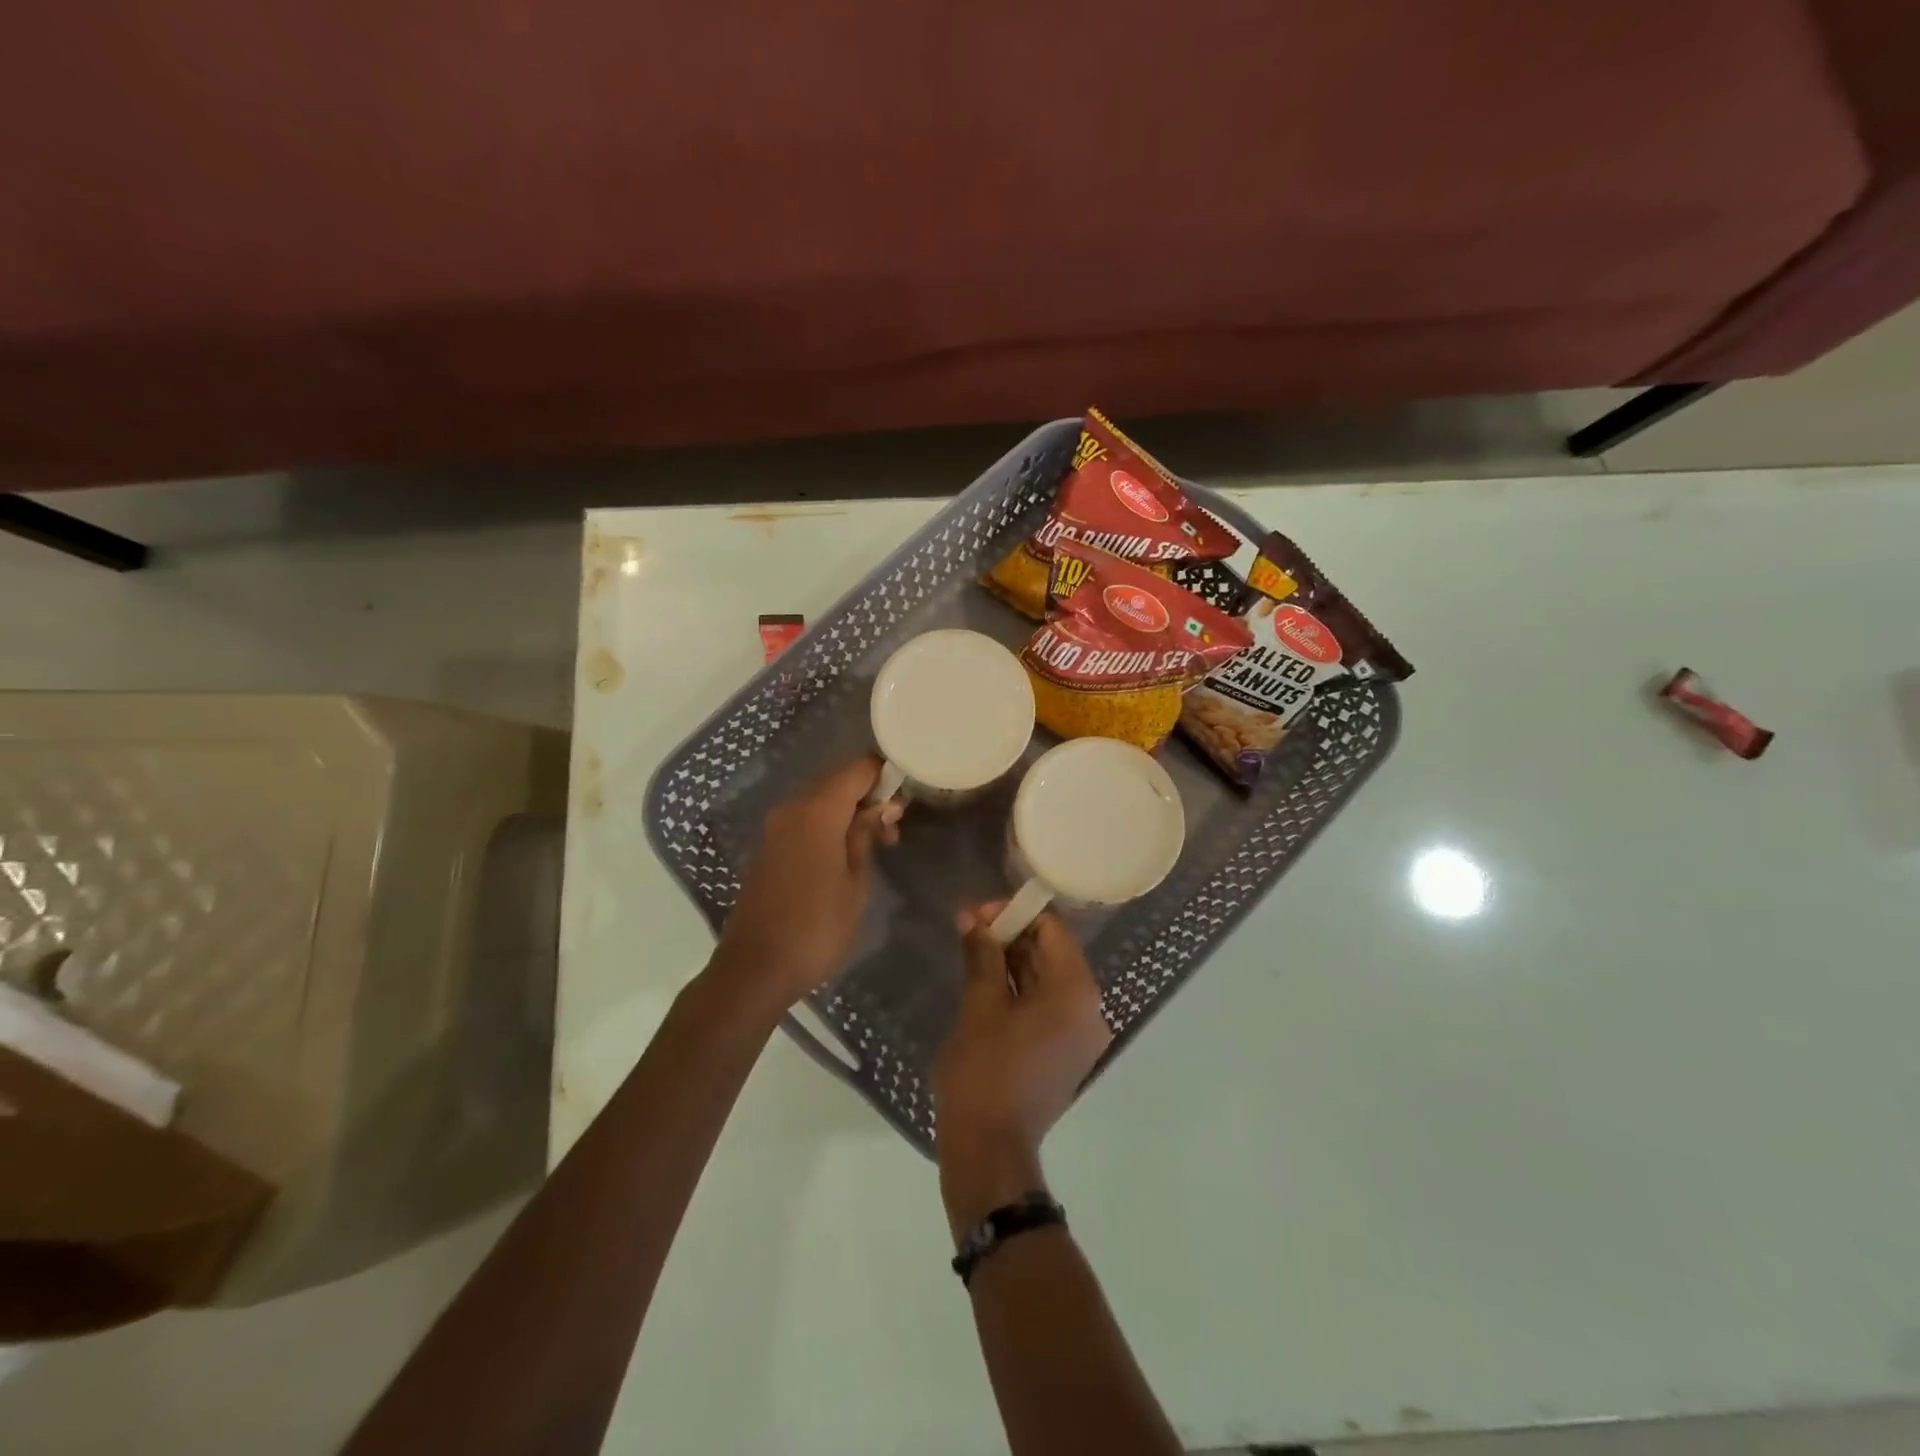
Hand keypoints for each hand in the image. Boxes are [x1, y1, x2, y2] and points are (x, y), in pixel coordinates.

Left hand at [708, 757, 901, 1015]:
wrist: (756, 969)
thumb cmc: (817, 928)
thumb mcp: (855, 882)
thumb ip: (866, 835)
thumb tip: (883, 806)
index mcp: (817, 812)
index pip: (857, 770)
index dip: (884, 773)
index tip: (908, 790)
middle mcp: (792, 809)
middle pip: (837, 782)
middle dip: (869, 795)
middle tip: (895, 826)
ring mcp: (775, 828)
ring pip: (820, 801)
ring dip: (849, 812)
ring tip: (877, 843)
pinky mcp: (768, 847)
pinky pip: (805, 820)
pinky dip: (829, 825)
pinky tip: (846, 852)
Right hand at [933, 904, 1112, 1234]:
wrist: (989, 1150)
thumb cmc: (984, 1071)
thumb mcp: (979, 1005)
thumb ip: (982, 954)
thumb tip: (972, 918)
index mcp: (1076, 992)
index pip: (1053, 930)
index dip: (1015, 914)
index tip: (977, 913)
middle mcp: (1089, 1009)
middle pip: (1052, 953)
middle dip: (1011, 936)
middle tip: (968, 927)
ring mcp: (1080, 1035)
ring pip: (1047, 980)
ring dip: (1012, 961)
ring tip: (972, 949)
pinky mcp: (1065, 1053)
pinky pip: (1046, 1006)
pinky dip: (1019, 990)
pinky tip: (986, 980)